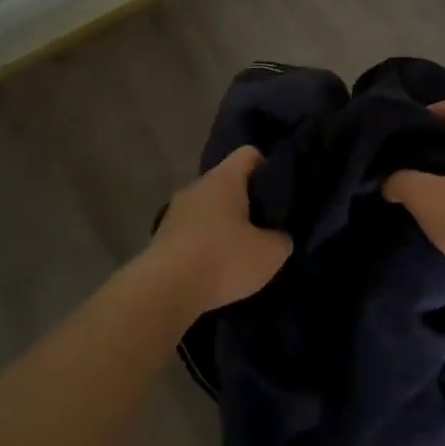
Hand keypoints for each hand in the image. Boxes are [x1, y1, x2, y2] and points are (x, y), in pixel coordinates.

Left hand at [147, 146, 292, 314]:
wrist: (164, 291)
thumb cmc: (223, 260)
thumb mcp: (271, 253)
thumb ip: (282, 238)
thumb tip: (278, 236)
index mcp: (223, 179)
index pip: (249, 154)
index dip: (269, 168)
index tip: (281, 192)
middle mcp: (196, 187)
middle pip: (228, 183)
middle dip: (248, 201)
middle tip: (268, 225)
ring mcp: (175, 212)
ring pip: (209, 209)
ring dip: (226, 224)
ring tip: (243, 249)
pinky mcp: (162, 238)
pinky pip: (194, 232)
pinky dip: (207, 244)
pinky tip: (218, 266)